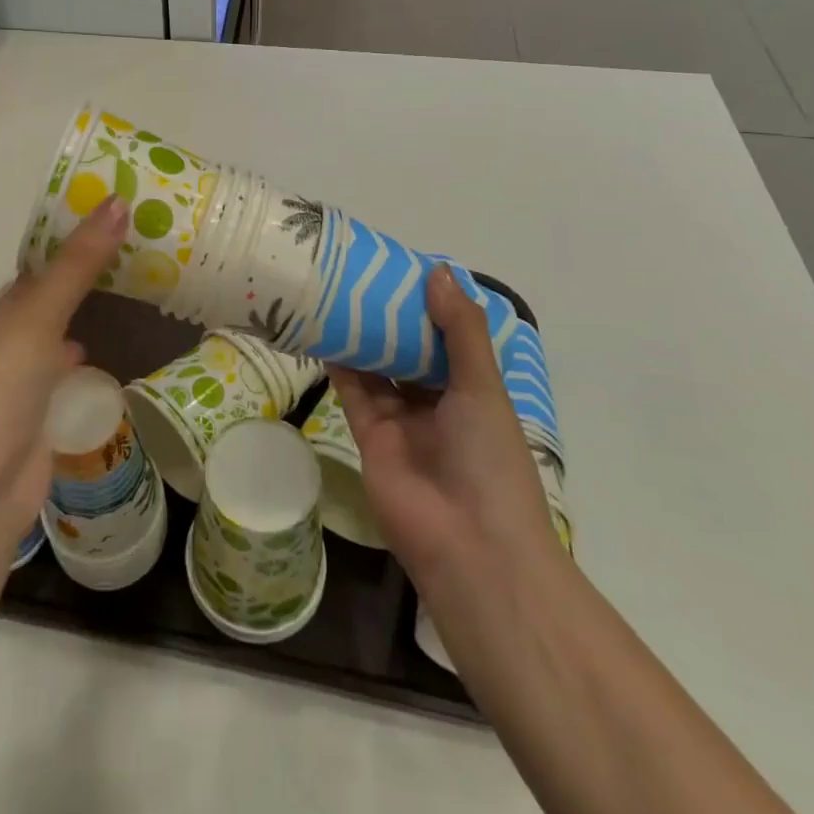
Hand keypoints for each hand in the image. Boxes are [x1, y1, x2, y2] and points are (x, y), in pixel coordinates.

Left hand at [0, 194, 130, 538]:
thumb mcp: (34, 319)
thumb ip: (77, 264)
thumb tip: (119, 202)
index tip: (35, 230)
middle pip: (10, 303)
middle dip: (41, 281)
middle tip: (87, 250)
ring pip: (31, 341)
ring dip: (55, 321)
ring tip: (95, 291)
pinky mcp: (21, 420)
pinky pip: (46, 378)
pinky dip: (64, 362)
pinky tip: (86, 351)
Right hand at [328, 265, 559, 590]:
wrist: (468, 545)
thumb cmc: (489, 459)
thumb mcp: (484, 387)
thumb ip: (460, 330)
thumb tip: (438, 271)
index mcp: (473, 389)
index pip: (448, 337)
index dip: (428, 305)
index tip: (403, 268)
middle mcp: (437, 401)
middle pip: (408, 350)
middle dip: (389, 316)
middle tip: (362, 272)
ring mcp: (401, 419)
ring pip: (377, 366)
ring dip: (361, 334)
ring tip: (337, 291)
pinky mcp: (368, 433)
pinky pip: (352, 390)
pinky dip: (339, 362)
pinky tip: (324, 328)